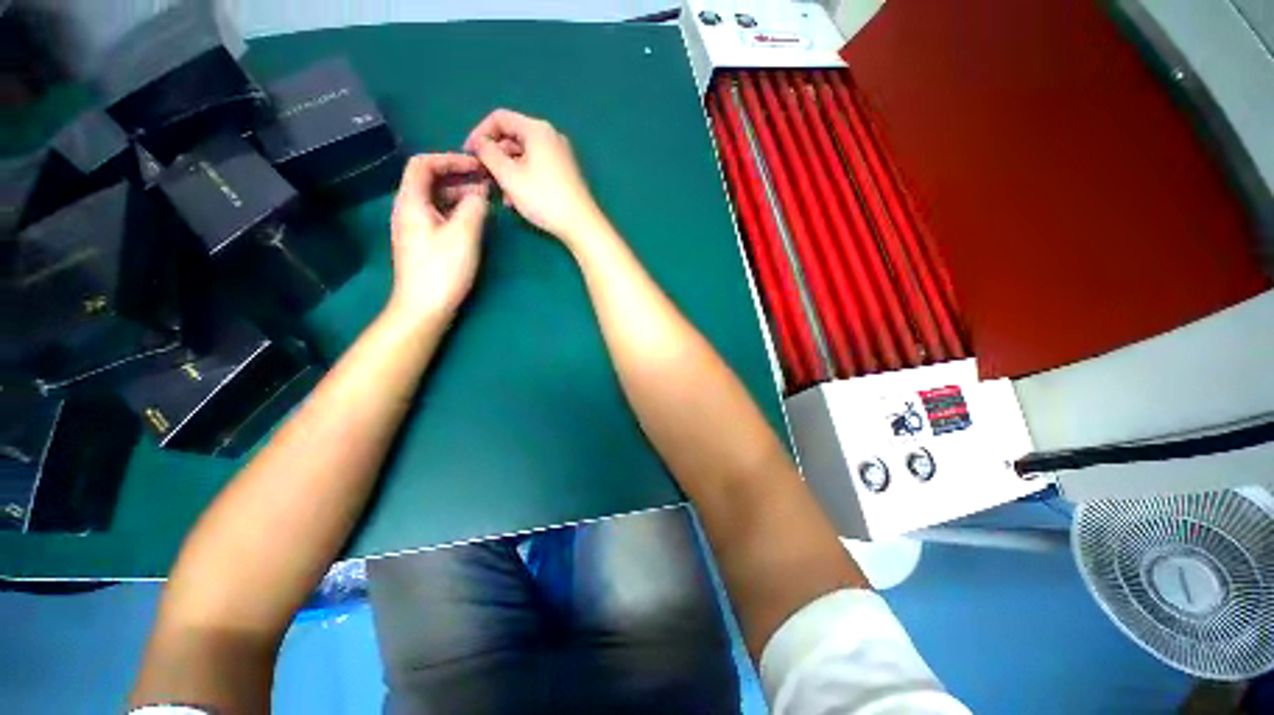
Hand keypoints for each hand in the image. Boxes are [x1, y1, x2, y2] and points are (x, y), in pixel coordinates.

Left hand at [386, 153, 489, 324]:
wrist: (424, 306)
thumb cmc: (442, 269)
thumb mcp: (464, 235)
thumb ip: (474, 208)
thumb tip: (481, 194)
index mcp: (412, 202)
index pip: (423, 164)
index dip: (450, 159)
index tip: (477, 166)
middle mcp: (409, 209)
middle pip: (430, 180)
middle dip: (459, 176)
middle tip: (487, 183)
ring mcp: (416, 226)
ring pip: (437, 198)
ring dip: (461, 194)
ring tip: (487, 200)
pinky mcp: (425, 241)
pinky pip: (440, 214)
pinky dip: (458, 210)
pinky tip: (476, 219)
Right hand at [465, 109, 605, 243]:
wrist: (581, 225)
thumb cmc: (544, 199)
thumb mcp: (509, 175)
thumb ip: (488, 153)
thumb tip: (480, 143)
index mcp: (537, 130)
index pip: (500, 118)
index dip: (480, 133)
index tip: (469, 154)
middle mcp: (551, 137)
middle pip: (513, 138)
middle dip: (495, 156)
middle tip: (483, 177)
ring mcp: (561, 156)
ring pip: (524, 156)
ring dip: (507, 172)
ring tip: (499, 194)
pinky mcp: (565, 174)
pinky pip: (537, 168)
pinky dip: (523, 179)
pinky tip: (515, 200)